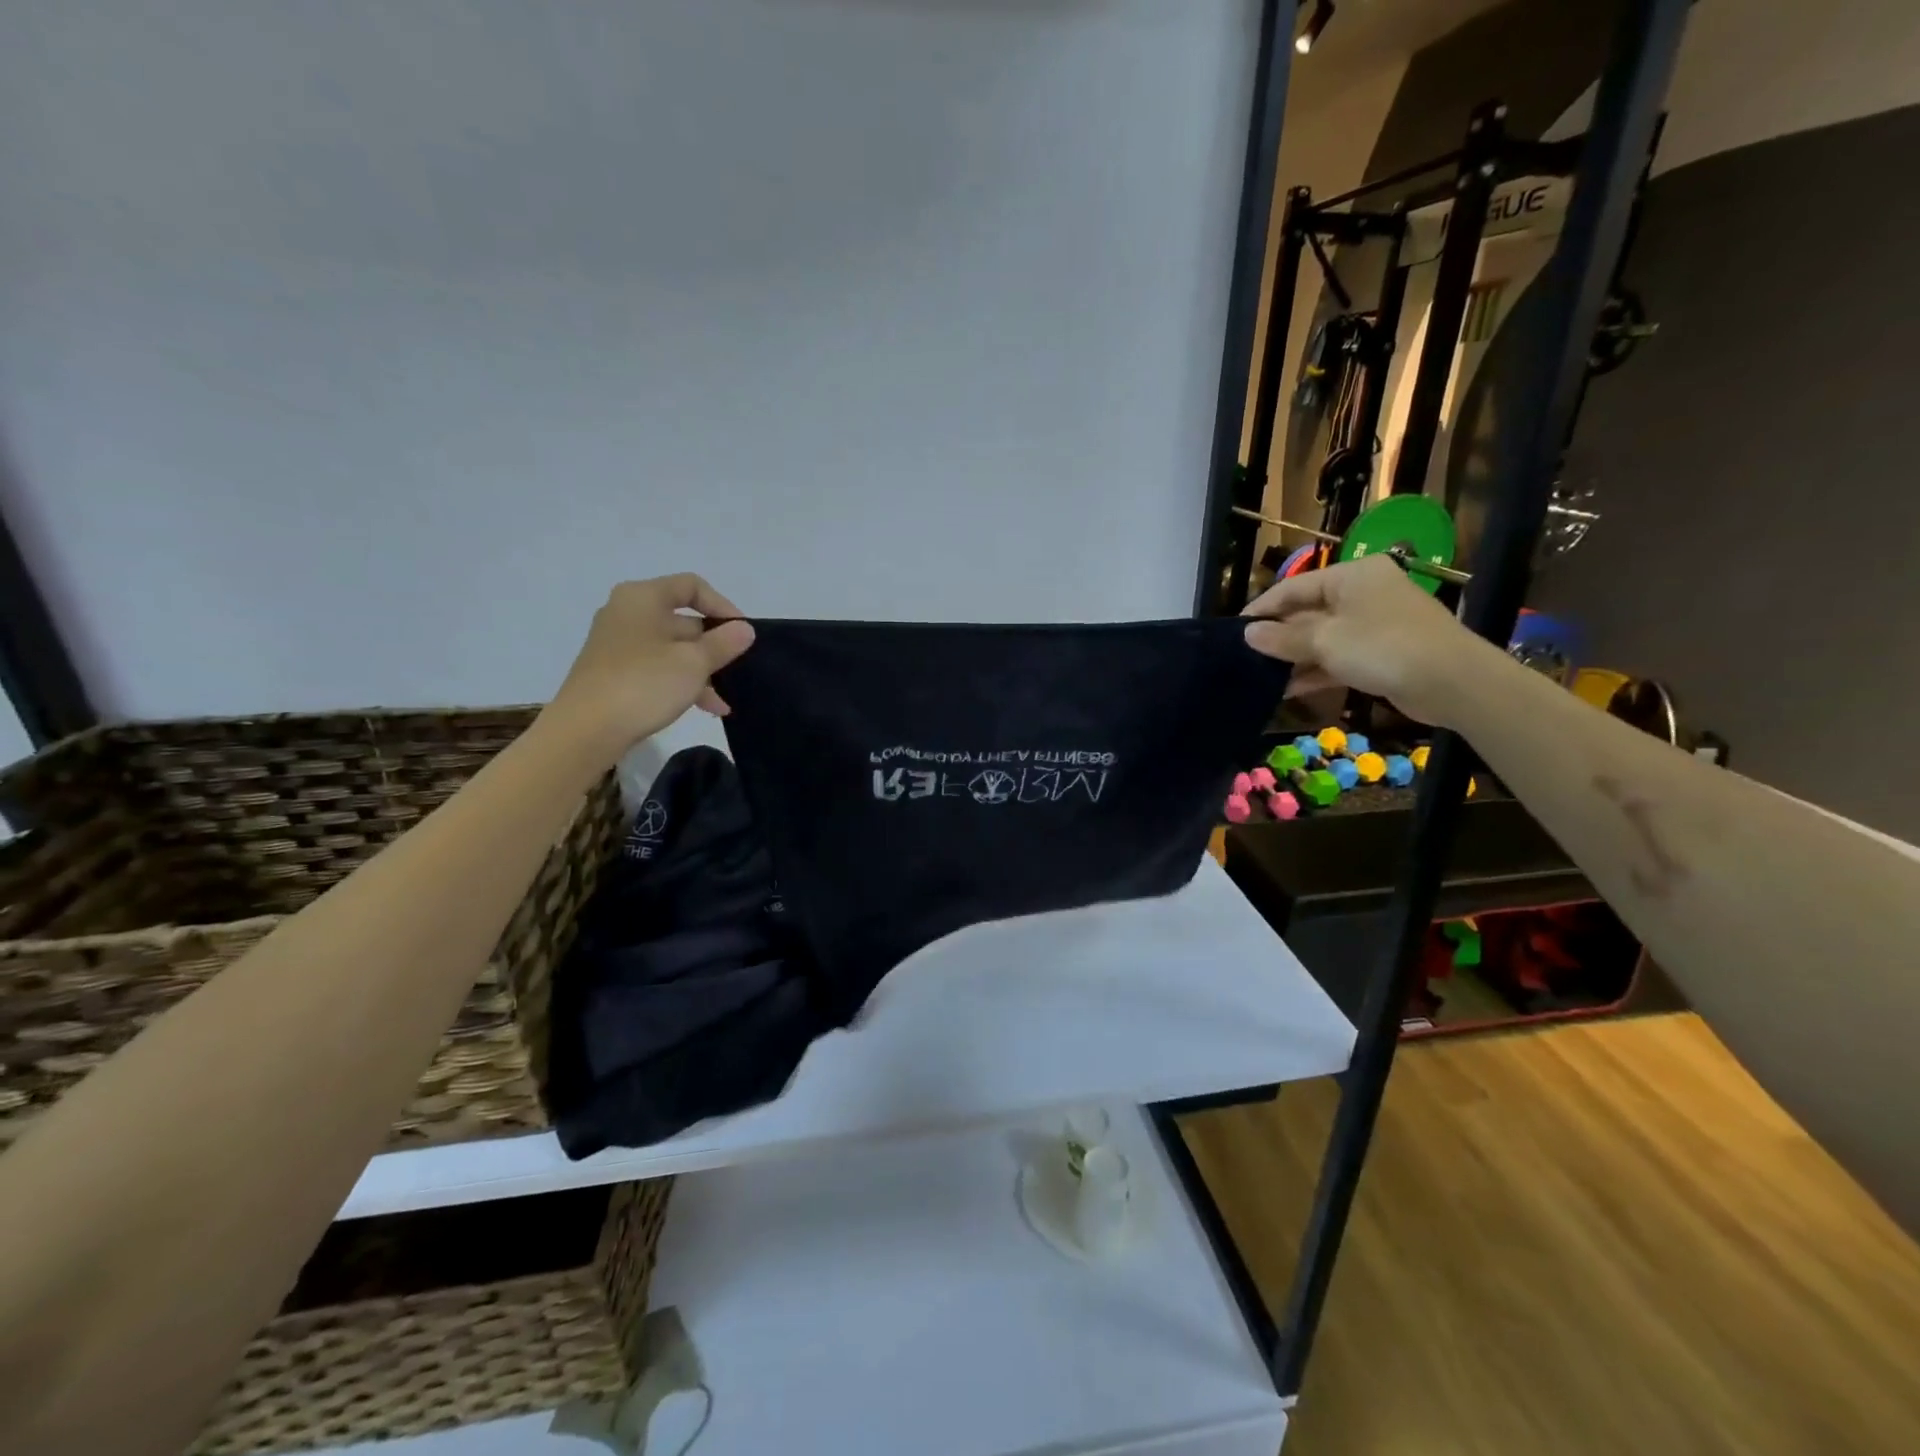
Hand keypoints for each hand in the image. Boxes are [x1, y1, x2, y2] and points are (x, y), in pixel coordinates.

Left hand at [549, 574, 754, 757]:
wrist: (586, 730)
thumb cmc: (644, 684)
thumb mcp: (694, 663)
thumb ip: (724, 643)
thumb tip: (744, 629)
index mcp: (643, 598)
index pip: (692, 586)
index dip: (722, 606)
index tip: (742, 633)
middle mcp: (627, 613)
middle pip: (683, 620)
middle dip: (714, 645)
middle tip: (739, 668)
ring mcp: (618, 644)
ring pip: (673, 649)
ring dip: (702, 670)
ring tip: (725, 700)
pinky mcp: (615, 672)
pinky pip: (658, 668)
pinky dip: (682, 682)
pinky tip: (706, 708)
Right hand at [1242, 556, 1492, 726]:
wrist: (1452, 682)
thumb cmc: (1383, 648)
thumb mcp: (1325, 642)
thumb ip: (1283, 639)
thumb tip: (1247, 634)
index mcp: (1351, 576)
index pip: (1293, 587)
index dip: (1262, 609)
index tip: (1234, 631)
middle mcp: (1362, 593)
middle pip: (1307, 612)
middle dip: (1278, 637)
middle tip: (1244, 657)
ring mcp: (1374, 623)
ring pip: (1322, 637)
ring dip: (1293, 657)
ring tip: (1260, 677)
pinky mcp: (1381, 652)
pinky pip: (1338, 656)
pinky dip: (1315, 670)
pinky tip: (1287, 689)